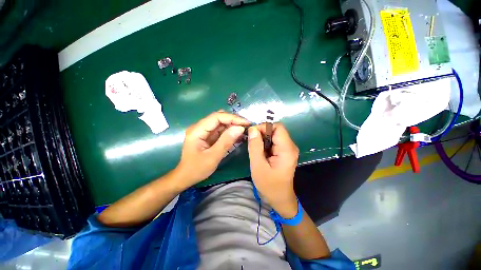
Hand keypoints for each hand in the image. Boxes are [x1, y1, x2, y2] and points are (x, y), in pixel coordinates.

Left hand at [175, 111, 249, 188]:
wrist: (186, 177)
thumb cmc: (197, 169)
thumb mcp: (213, 157)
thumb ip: (226, 141)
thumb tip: (240, 128)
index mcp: (197, 130)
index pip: (216, 117)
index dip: (232, 118)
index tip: (246, 123)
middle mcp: (200, 127)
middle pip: (219, 118)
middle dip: (233, 120)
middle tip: (246, 126)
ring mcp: (204, 131)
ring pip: (221, 123)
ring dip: (233, 126)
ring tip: (244, 131)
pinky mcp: (208, 136)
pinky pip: (220, 130)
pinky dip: (230, 132)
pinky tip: (238, 136)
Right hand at [247, 123, 298, 217]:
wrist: (280, 198)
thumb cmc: (269, 185)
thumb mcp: (258, 166)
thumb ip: (255, 146)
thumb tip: (252, 129)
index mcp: (287, 149)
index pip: (278, 127)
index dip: (264, 127)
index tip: (252, 134)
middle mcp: (290, 146)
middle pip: (276, 130)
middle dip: (262, 133)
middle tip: (251, 142)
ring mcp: (288, 149)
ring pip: (274, 136)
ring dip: (262, 139)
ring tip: (254, 148)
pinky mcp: (284, 152)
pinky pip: (274, 142)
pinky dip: (265, 143)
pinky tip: (259, 152)